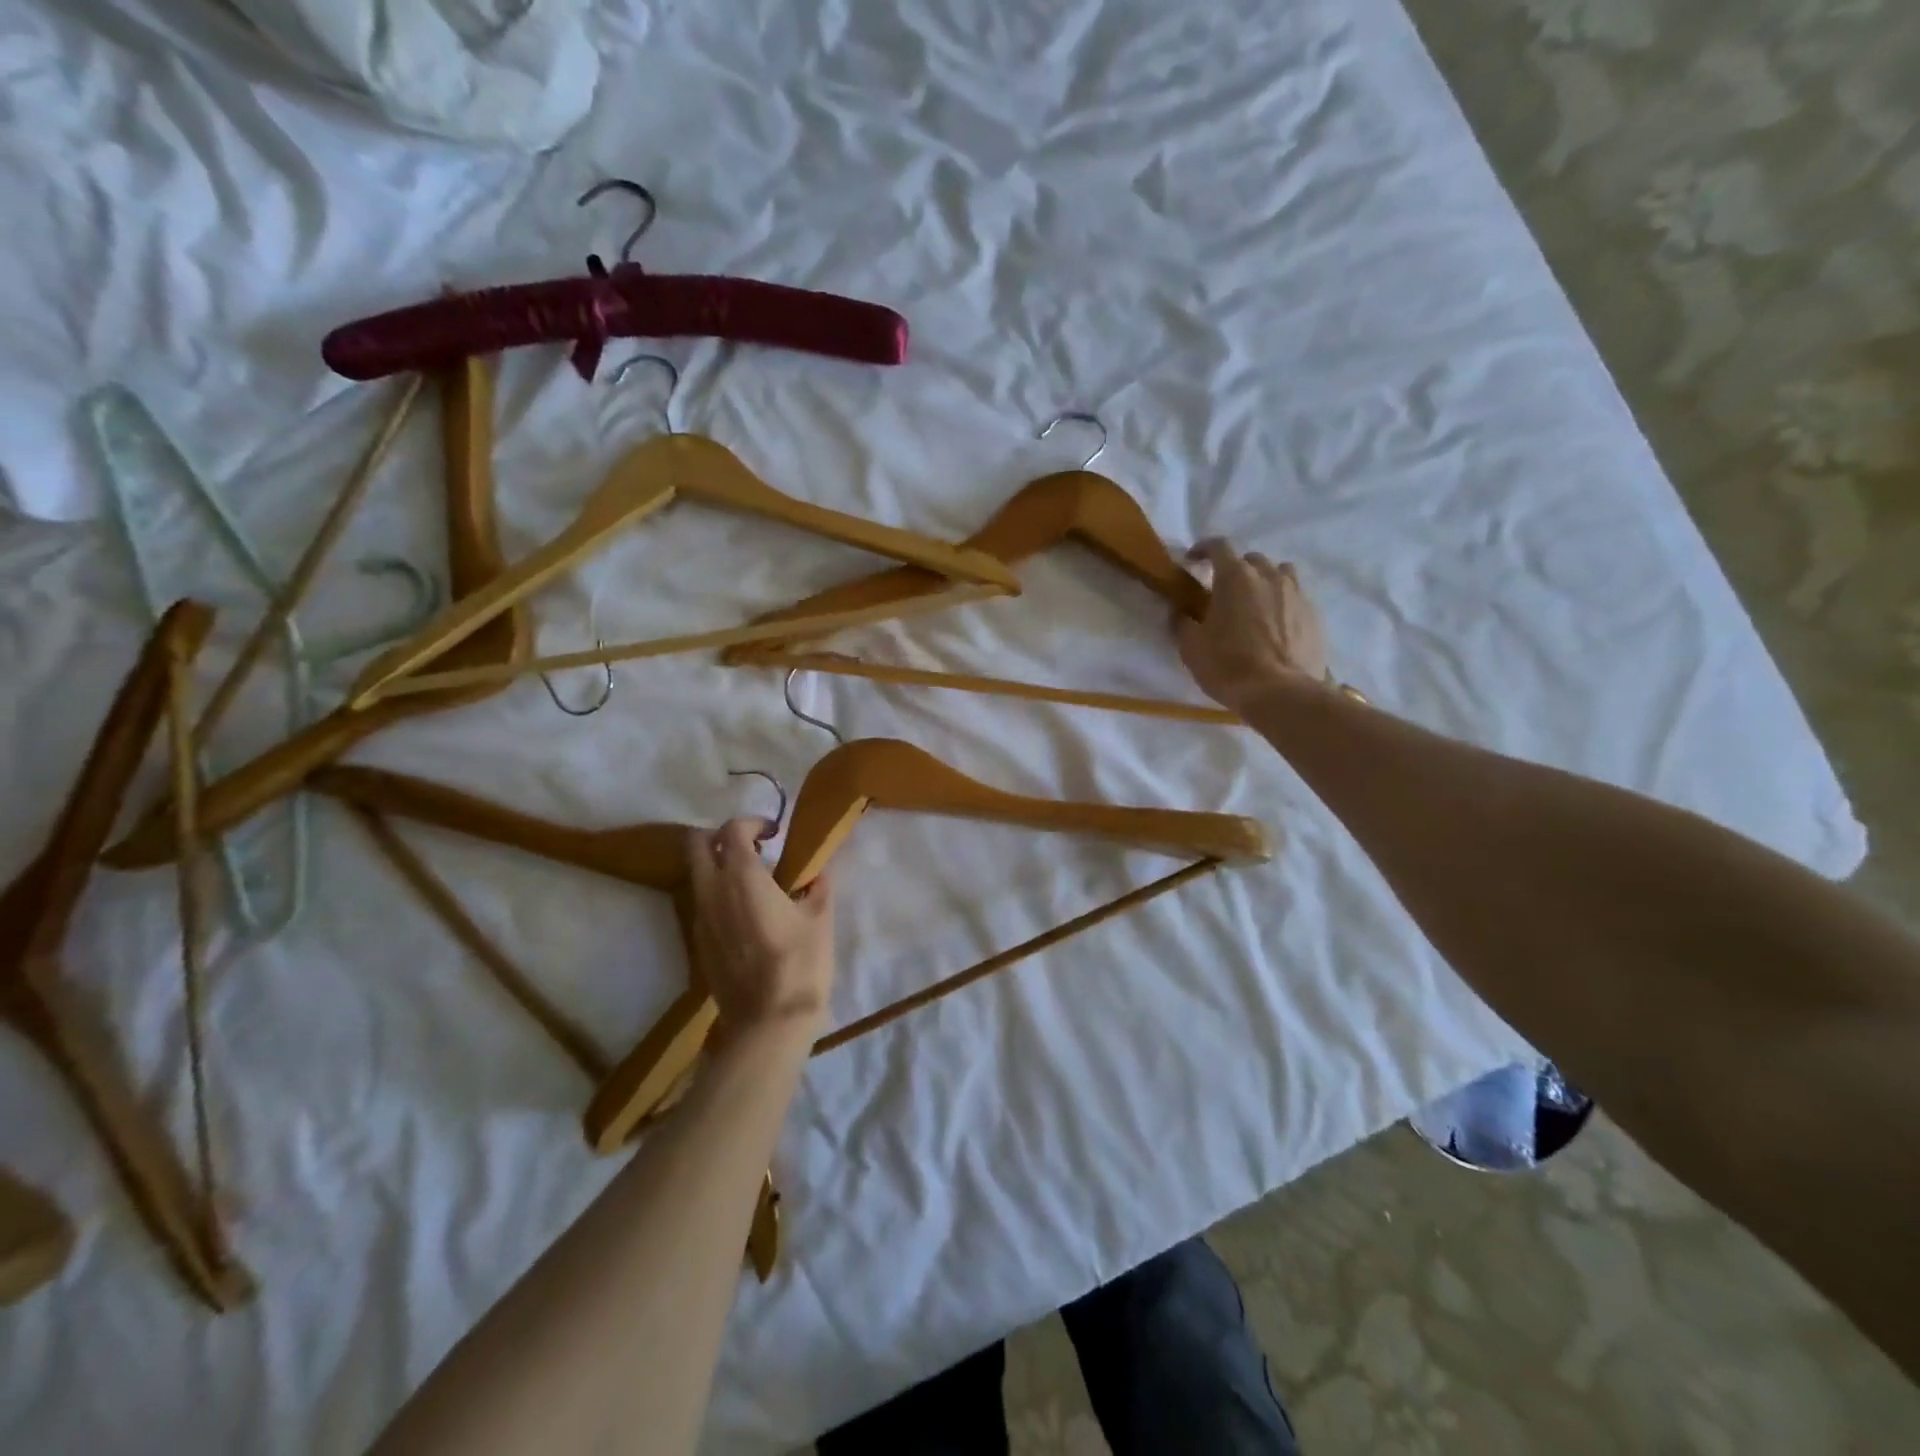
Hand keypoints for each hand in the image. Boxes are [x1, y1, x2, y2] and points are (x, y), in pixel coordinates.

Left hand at [686, 819, 835, 1032]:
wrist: (768, 1022)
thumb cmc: (800, 963)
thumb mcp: (820, 919)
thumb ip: (817, 887)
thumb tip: (816, 875)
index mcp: (742, 877)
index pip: (732, 830)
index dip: (753, 822)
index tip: (774, 833)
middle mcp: (712, 891)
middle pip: (697, 844)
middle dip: (720, 836)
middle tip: (752, 847)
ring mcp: (700, 918)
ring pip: (696, 875)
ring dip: (717, 866)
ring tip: (752, 882)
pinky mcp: (698, 943)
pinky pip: (701, 903)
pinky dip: (717, 894)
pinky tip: (746, 914)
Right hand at [1177, 539, 1331, 711]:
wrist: (1281, 694)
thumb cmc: (1228, 666)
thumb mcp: (1191, 647)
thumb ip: (1183, 623)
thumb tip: (1181, 612)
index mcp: (1235, 577)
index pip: (1218, 546)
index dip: (1203, 549)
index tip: (1193, 560)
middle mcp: (1269, 576)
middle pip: (1251, 560)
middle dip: (1235, 570)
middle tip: (1223, 592)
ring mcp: (1296, 594)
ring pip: (1279, 574)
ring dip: (1264, 582)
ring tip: (1255, 604)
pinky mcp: (1314, 615)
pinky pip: (1296, 598)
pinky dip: (1282, 604)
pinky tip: (1275, 626)